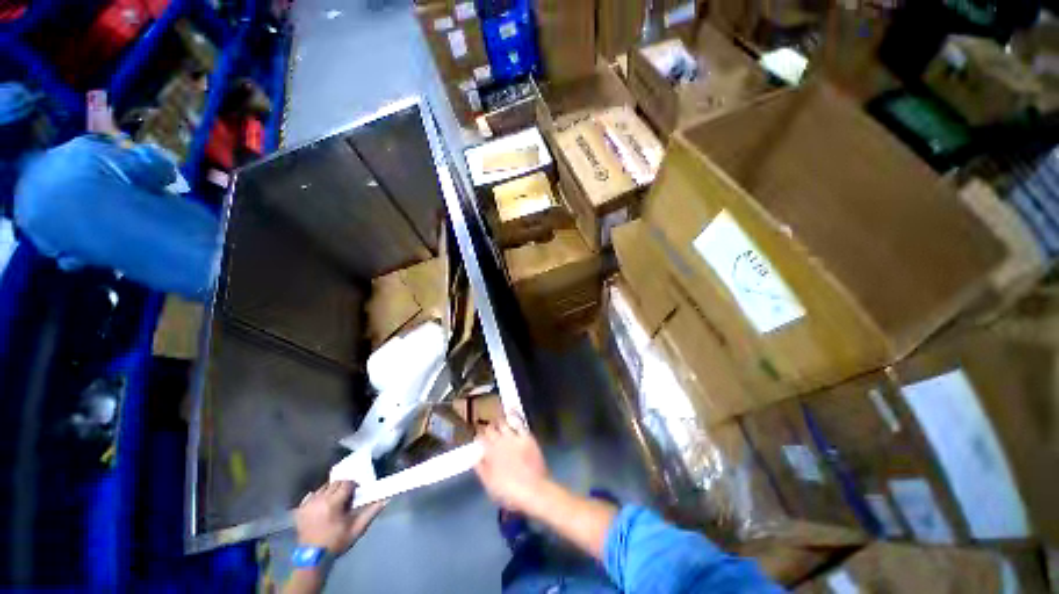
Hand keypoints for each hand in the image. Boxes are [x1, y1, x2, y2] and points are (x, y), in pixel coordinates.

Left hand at [294, 481, 385, 555]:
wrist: (313, 558)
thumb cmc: (336, 543)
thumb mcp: (356, 529)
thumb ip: (370, 513)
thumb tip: (385, 500)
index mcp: (333, 503)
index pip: (347, 483)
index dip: (353, 486)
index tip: (356, 493)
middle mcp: (319, 500)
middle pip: (335, 483)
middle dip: (343, 487)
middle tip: (347, 497)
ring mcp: (308, 504)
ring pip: (323, 487)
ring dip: (331, 491)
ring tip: (334, 501)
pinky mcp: (300, 509)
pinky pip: (311, 495)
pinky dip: (318, 496)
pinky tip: (321, 504)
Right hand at [473, 418, 550, 513]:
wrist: (534, 491)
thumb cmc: (508, 492)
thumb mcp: (489, 484)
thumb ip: (481, 468)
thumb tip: (476, 457)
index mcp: (489, 452)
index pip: (480, 437)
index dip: (478, 437)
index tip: (478, 439)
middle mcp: (501, 440)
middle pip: (490, 428)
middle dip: (488, 429)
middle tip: (489, 433)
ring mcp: (515, 437)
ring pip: (504, 423)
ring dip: (500, 424)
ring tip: (500, 427)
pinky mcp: (528, 437)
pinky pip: (519, 425)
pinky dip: (515, 423)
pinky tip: (514, 425)